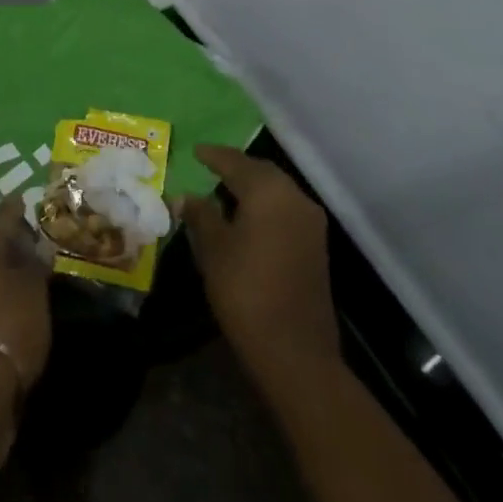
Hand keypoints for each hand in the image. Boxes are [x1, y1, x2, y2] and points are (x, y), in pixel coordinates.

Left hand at [0, 196, 52, 392]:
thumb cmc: (8, 323)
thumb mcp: (34, 291)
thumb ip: (36, 264)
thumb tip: (38, 247)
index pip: (3, 214)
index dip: (20, 209)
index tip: (33, 202)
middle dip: (8, 239)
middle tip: (34, 239)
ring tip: (26, 270)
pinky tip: (8, 298)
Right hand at [180, 144, 338, 377]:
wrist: (294, 350)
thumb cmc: (245, 289)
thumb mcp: (212, 247)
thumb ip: (200, 214)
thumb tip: (186, 197)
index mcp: (268, 192)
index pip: (235, 162)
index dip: (213, 155)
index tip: (195, 151)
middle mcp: (295, 199)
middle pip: (261, 172)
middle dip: (236, 167)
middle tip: (210, 167)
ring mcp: (311, 224)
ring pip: (277, 190)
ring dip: (252, 187)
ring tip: (224, 190)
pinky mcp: (316, 246)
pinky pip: (286, 210)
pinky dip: (265, 205)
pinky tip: (246, 216)